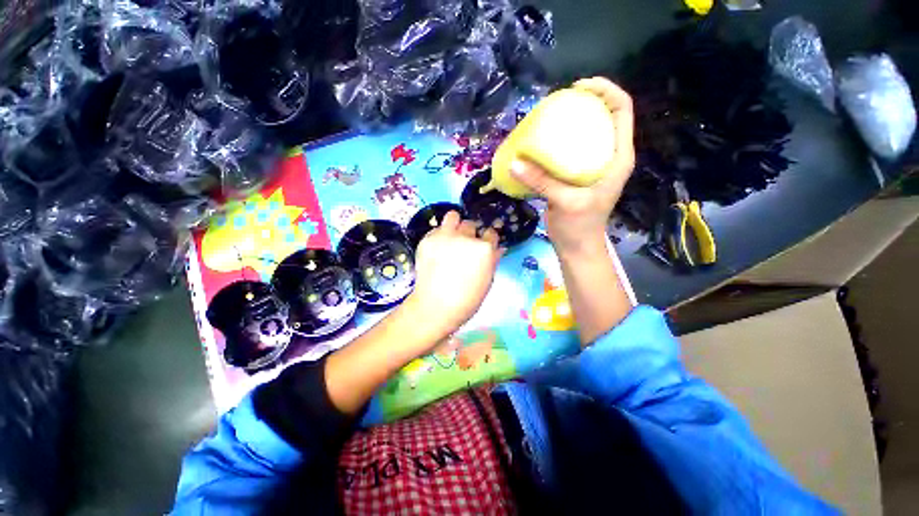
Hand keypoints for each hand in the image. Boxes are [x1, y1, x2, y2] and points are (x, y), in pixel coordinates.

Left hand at [405, 211, 501, 340]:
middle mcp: (466, 237)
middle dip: (470, 234)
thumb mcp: (487, 281)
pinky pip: (437, 229)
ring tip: (451, 238)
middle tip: (464, 247)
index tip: (484, 246)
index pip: (491, 233)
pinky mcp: (428, 239)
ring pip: (453, 216)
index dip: (488, 240)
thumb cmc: (466, 300)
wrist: (435, 307)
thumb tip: (497, 248)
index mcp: (484, 249)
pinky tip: (436, 250)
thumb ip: (493, 260)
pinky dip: (439, 236)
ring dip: (455, 225)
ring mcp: (445, 236)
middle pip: (471, 225)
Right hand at [510, 77, 635, 255]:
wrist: (576, 246)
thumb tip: (514, 162)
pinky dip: (557, 143)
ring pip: (585, 133)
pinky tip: (541, 144)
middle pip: (603, 116)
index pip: (621, 110)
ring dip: (570, 123)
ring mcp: (591, 166)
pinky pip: (569, 151)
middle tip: (558, 103)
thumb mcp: (565, 202)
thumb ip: (542, 181)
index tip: (577, 89)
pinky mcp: (576, 175)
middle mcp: (607, 156)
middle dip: (584, 103)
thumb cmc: (580, 226)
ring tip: (548, 118)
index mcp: (618, 157)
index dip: (605, 91)